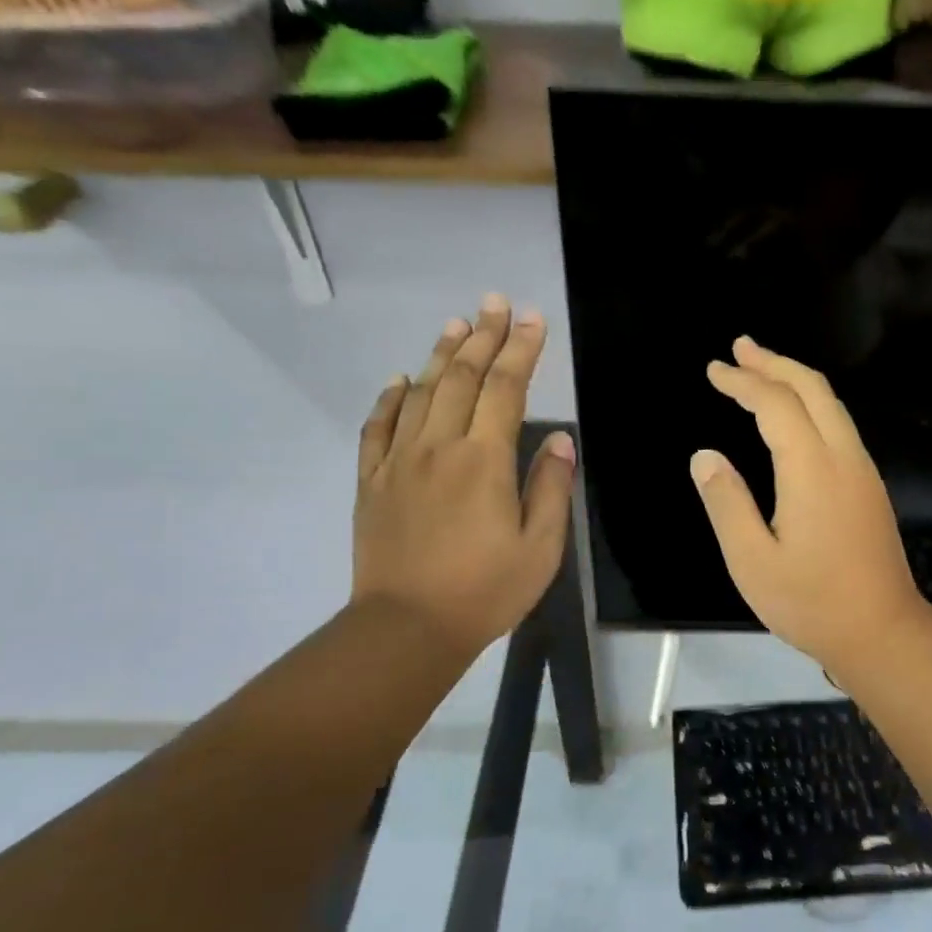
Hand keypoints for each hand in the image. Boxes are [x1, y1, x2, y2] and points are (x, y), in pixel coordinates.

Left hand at [352, 294, 575, 660]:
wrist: (407, 629)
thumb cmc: (485, 590)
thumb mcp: (540, 547)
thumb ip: (550, 487)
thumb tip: (558, 439)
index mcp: (484, 460)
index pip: (506, 388)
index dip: (521, 349)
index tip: (533, 319)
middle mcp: (439, 447)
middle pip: (461, 377)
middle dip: (482, 336)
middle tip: (495, 303)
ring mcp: (399, 462)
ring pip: (420, 393)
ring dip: (439, 355)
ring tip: (456, 324)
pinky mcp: (372, 482)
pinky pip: (377, 428)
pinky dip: (388, 399)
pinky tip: (399, 380)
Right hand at [690, 337, 931, 674]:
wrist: (882, 631)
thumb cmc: (811, 601)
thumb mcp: (752, 561)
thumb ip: (726, 503)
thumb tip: (705, 456)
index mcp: (812, 469)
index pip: (775, 404)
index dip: (742, 382)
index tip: (713, 370)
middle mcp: (843, 456)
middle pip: (811, 388)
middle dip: (773, 362)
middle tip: (740, 346)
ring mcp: (862, 469)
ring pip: (831, 403)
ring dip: (795, 378)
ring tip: (761, 368)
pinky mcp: (870, 485)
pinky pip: (839, 423)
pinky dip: (810, 402)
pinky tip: (794, 414)